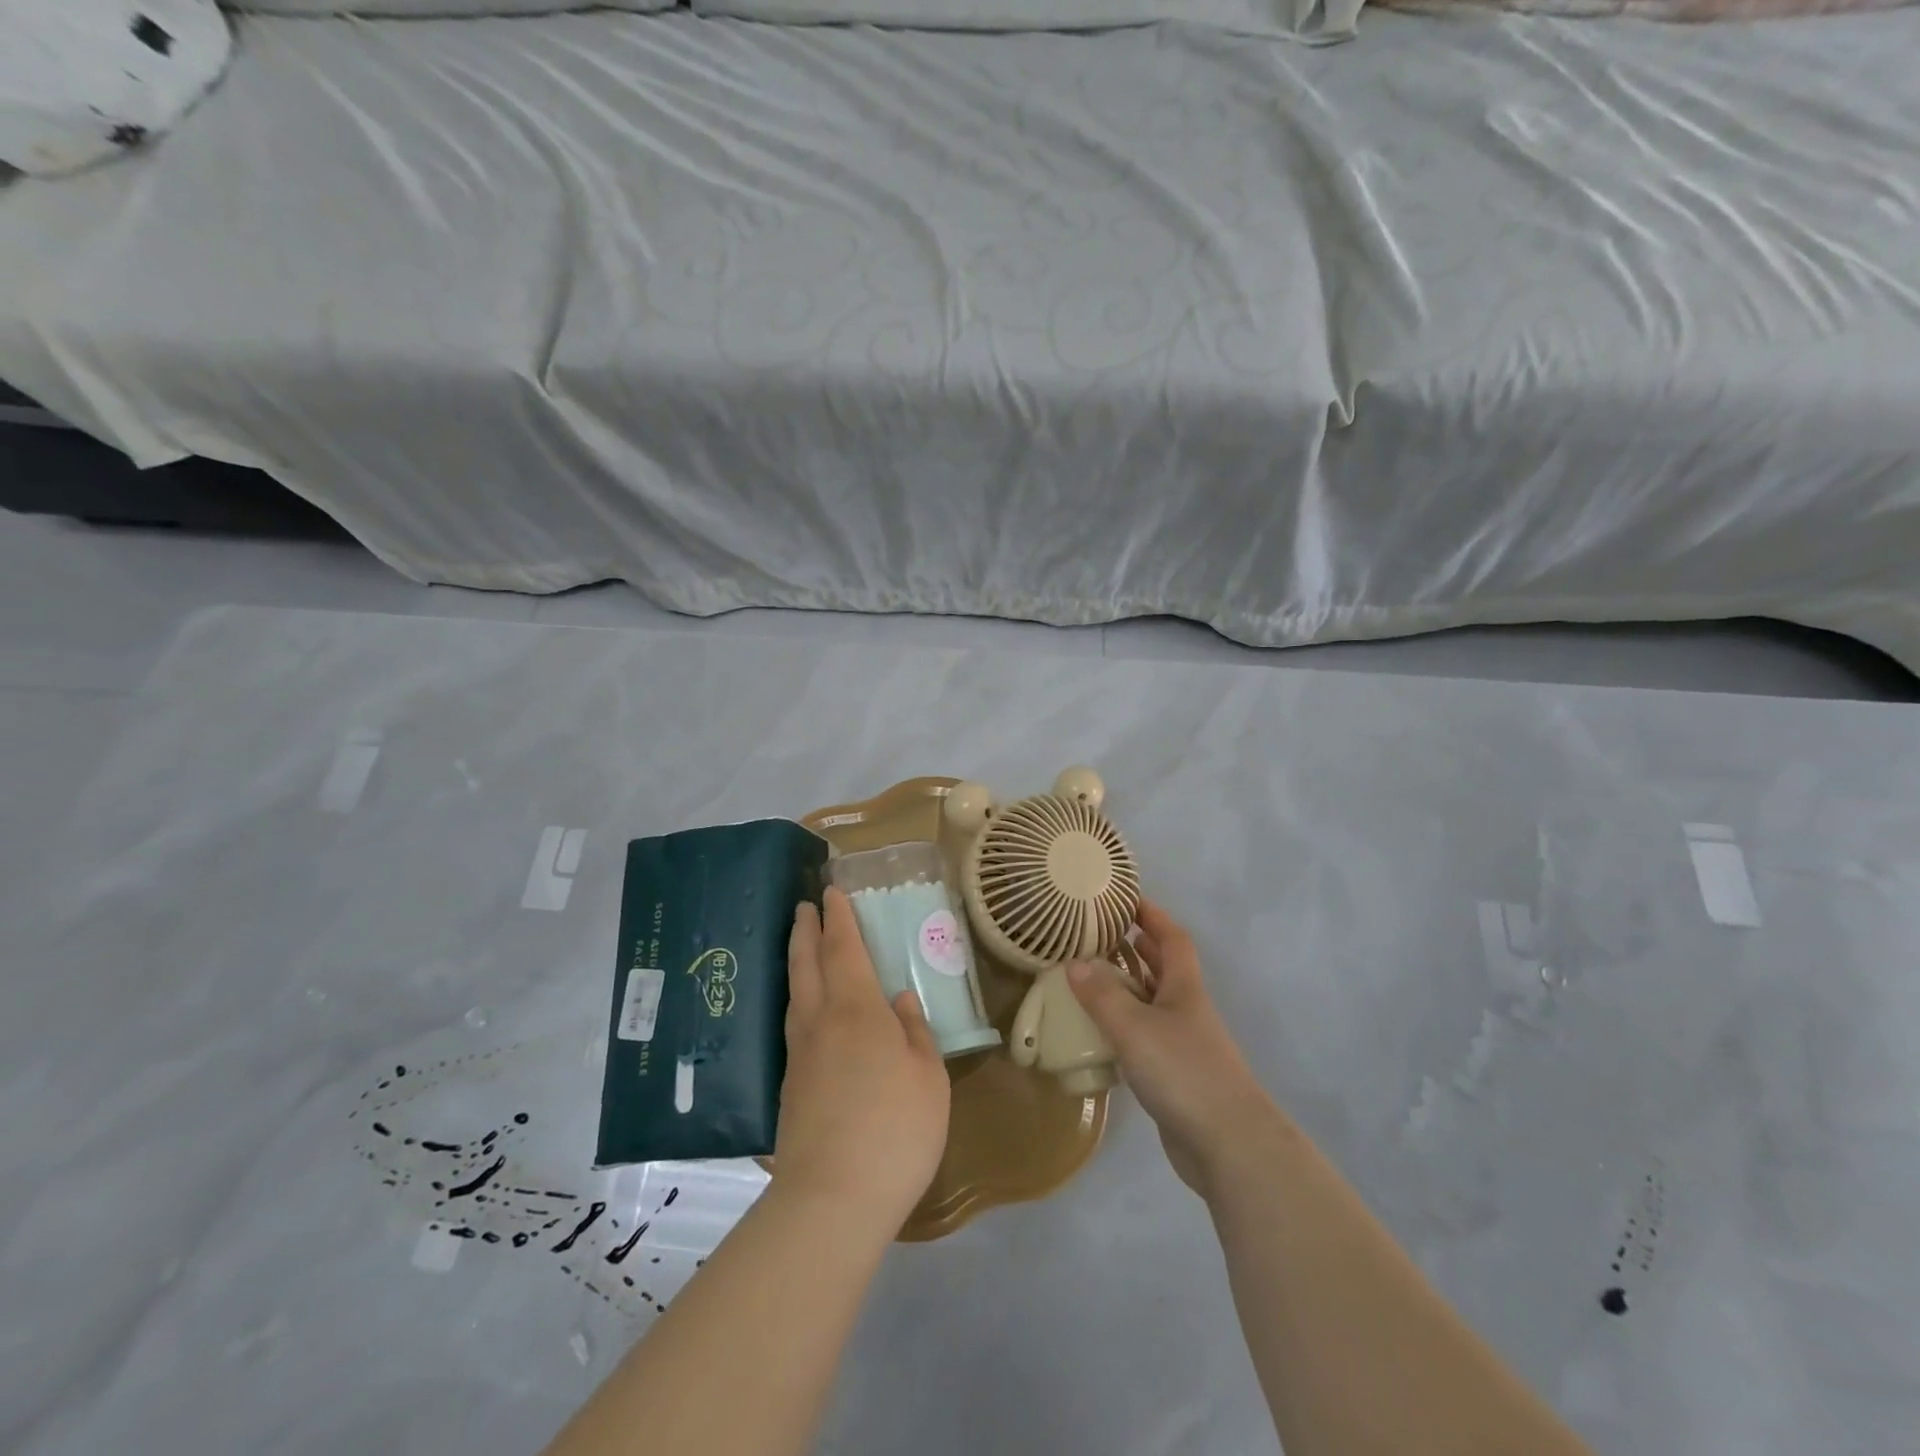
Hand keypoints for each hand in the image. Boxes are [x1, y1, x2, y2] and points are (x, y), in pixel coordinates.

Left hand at [773, 887, 951, 1236]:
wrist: (831, 1199)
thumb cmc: (894, 1129)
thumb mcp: (927, 1078)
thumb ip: (914, 1033)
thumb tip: (899, 1000)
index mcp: (857, 1010)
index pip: (843, 948)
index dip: (838, 917)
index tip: (831, 891)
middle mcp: (820, 1021)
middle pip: (806, 963)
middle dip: (806, 929)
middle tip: (805, 905)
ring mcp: (799, 1054)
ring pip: (795, 992)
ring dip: (797, 960)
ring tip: (801, 946)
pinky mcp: (789, 1087)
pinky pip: (793, 1023)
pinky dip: (798, 998)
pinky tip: (806, 1011)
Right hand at [1067, 898, 1276, 1198]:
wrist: (1229, 1145)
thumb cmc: (1183, 1072)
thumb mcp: (1134, 1027)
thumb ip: (1102, 995)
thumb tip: (1074, 962)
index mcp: (1183, 987)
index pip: (1171, 938)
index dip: (1152, 915)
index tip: (1126, 898)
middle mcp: (1186, 1009)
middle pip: (1164, 967)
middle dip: (1137, 946)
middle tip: (1100, 933)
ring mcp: (1184, 1043)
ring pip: (1153, 1002)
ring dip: (1127, 986)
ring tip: (1090, 976)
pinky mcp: (1176, 1075)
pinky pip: (1146, 1036)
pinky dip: (1124, 1025)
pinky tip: (1100, 1032)